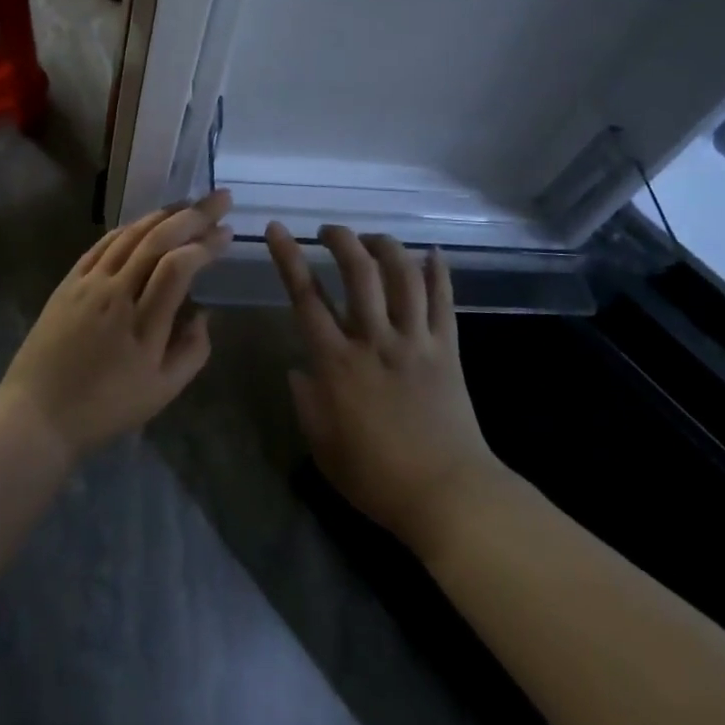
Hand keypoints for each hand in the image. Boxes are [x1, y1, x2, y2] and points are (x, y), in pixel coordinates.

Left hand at [0, 191, 233, 458]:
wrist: (38, 414)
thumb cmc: (105, 408)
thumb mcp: (162, 392)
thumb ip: (193, 351)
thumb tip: (203, 313)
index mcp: (143, 325)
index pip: (178, 267)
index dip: (205, 244)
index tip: (227, 234)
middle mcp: (116, 294)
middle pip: (157, 240)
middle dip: (194, 215)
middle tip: (221, 199)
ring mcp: (89, 284)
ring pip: (130, 235)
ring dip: (164, 214)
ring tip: (191, 204)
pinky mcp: (69, 282)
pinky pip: (103, 244)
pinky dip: (130, 227)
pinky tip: (147, 222)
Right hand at [267, 222, 498, 556]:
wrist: (447, 495)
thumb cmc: (377, 478)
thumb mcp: (323, 447)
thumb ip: (306, 403)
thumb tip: (299, 369)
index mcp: (338, 364)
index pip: (306, 297)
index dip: (288, 258)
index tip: (277, 230)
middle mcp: (375, 340)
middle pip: (359, 272)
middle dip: (342, 240)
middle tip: (330, 231)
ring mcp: (415, 341)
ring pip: (402, 276)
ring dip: (386, 247)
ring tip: (373, 238)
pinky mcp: (447, 348)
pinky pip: (444, 300)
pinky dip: (438, 272)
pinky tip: (432, 253)